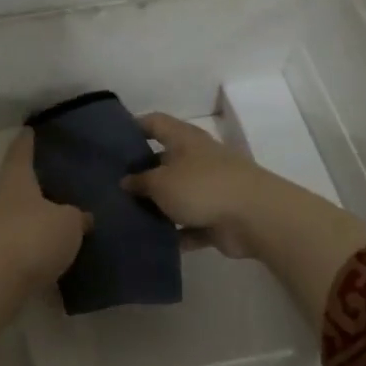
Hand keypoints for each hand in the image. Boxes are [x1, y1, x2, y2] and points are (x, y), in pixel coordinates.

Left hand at [0, 130, 88, 365]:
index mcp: (16, 180)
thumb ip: (76, 217)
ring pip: (15, 213)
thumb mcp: (68, 223)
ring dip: (33, 214)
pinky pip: (16, 241)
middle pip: (15, 183)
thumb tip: (82, 216)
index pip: (21, 152)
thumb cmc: (32, 238)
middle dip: (32, 180)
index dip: (27, 141)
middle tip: (54, 176)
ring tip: (57, 214)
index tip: (30, 129)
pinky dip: (30, 240)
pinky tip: (48, 247)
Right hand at [121, 112, 292, 258]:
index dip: (133, 127)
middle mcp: (197, 160)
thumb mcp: (160, 182)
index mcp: (185, 140)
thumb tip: (125, 181)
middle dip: (140, 173)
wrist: (255, 217)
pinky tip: (150, 242)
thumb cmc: (201, 187)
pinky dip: (175, 233)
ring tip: (125, 217)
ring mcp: (209, 189)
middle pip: (163, 161)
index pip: (155, 123)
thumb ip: (139, 181)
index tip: (111, 141)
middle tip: (111, 186)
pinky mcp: (217, 217)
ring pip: (176, 196)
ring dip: (156, 207)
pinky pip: (189, 225)